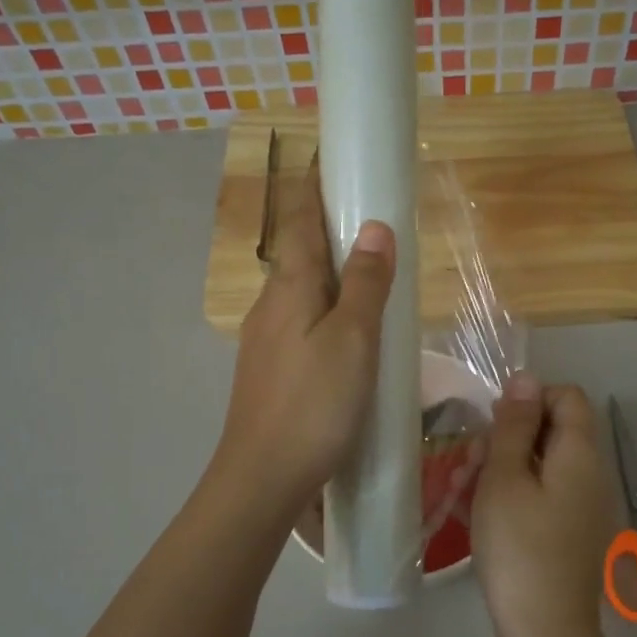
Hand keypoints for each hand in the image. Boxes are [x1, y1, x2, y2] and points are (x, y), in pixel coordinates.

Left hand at [217, 164, 394, 503]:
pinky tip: (349, 334)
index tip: (333, 158)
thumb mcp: (352, 341)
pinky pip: (302, 323)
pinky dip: (328, 311)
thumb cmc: (313, 405)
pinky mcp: (272, 371)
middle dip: (330, 229)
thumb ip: (365, 284)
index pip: (301, 221)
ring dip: (331, 274)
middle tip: (372, 219)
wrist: (263, 478)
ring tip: (370, 276)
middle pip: (300, 254)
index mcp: (290, 288)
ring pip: (302, 292)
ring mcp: (266, 341)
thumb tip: (374, 226)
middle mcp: (270, 306)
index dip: (316, 187)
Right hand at [472, 373, 617, 636]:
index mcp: (580, 454)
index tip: (495, 426)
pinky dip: (520, 492)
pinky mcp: (575, 532)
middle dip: (513, 435)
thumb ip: (514, 426)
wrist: (545, 631)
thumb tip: (526, 378)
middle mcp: (592, 474)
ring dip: (510, 465)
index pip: (568, 397)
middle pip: (558, 429)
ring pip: (548, 463)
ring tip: (472, 489)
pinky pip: (549, 493)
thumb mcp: (504, 478)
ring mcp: (587, 506)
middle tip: (475, 461)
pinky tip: (488, 514)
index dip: (530, 399)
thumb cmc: (518, 547)